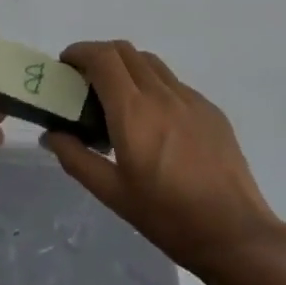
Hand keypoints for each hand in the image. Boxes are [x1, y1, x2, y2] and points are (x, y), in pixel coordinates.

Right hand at [41, 41, 283, 282]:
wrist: (234, 233)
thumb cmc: (167, 216)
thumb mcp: (112, 193)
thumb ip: (76, 158)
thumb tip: (51, 135)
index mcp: (133, 111)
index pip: (102, 57)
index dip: (79, 52)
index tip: (65, 65)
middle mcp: (162, 94)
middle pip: (125, 51)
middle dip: (99, 56)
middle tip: (85, 81)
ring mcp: (191, 99)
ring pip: (151, 63)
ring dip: (126, 67)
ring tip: (117, 99)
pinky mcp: (210, 111)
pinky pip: (174, 84)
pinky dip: (152, 86)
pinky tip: (153, 122)